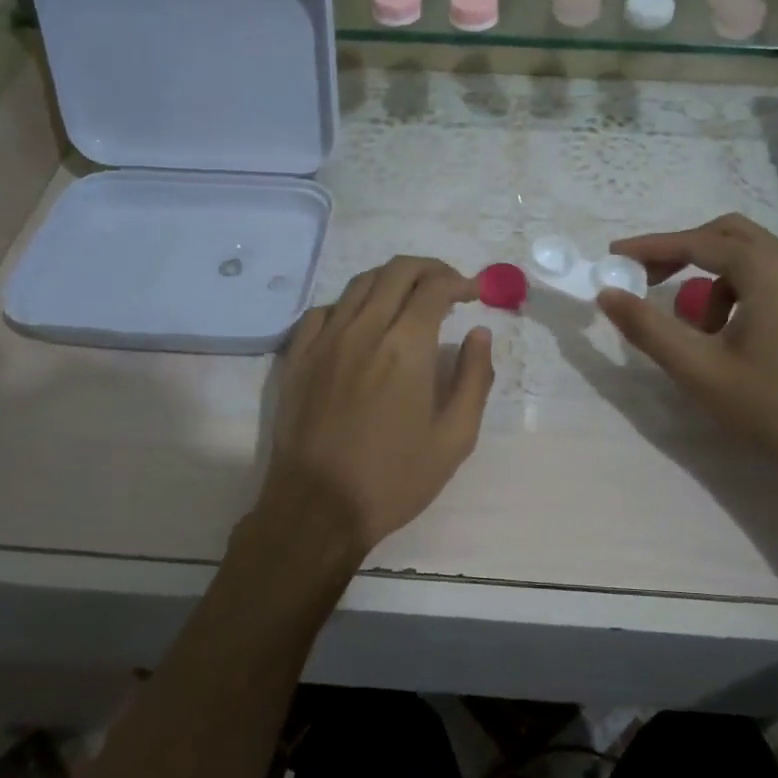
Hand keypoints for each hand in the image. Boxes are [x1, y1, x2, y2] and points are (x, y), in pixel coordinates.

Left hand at [252, 256, 494, 565]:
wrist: (317, 508)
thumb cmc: (394, 479)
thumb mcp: (455, 438)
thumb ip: (475, 378)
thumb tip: (480, 334)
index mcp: (406, 348)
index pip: (434, 288)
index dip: (460, 282)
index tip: (475, 293)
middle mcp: (363, 330)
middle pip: (396, 272)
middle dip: (429, 269)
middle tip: (448, 286)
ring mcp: (324, 341)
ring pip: (359, 284)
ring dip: (391, 280)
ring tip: (410, 298)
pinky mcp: (298, 357)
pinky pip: (324, 311)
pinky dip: (351, 304)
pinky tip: (361, 322)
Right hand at [597, 214, 777, 484]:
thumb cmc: (769, 405)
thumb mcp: (697, 368)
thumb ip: (647, 327)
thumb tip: (607, 293)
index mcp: (767, 269)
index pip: (697, 242)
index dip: (650, 248)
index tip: (614, 256)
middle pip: (727, 236)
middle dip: (683, 252)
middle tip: (648, 279)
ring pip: (750, 258)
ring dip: (712, 279)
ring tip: (696, 329)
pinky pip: (771, 278)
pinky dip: (739, 290)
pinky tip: (731, 335)